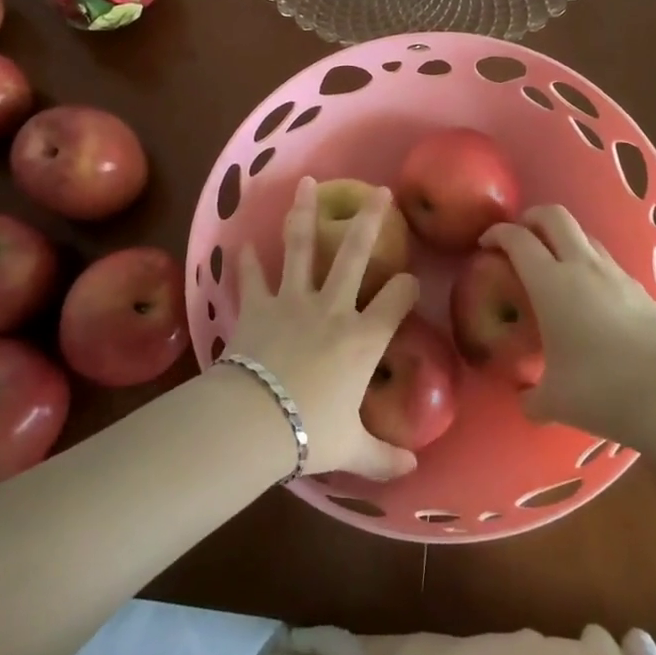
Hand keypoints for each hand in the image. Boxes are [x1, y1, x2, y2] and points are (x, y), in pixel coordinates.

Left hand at [226, 177, 420, 480]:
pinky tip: (243, 242)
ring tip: (308, 183)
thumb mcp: (353, 449)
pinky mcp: (258, 306)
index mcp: (363, 338)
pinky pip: (252, 277)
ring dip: (304, 214)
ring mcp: (293, 301)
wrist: (256, 421)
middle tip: (380, 191)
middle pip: (355, 254)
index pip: (396, 300)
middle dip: (370, 220)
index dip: (406, 287)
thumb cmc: (312, 431)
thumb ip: (383, 457)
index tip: (409, 279)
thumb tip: (411, 471)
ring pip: (300, 247)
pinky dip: (246, 261)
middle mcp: (333, 308)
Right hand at [483, 205, 655, 433]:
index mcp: (550, 283)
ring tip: (554, 266)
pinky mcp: (641, 288)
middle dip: (531, 218)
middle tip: (519, 238)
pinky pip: (608, 262)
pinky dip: (590, 265)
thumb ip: (532, 396)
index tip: (485, 244)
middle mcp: (581, 266)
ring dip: (564, 239)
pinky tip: (590, 297)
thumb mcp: (554, 401)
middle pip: (554, 216)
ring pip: (585, 235)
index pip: (517, 239)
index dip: (497, 234)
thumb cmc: (600, 390)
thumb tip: (526, 400)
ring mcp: (616, 274)